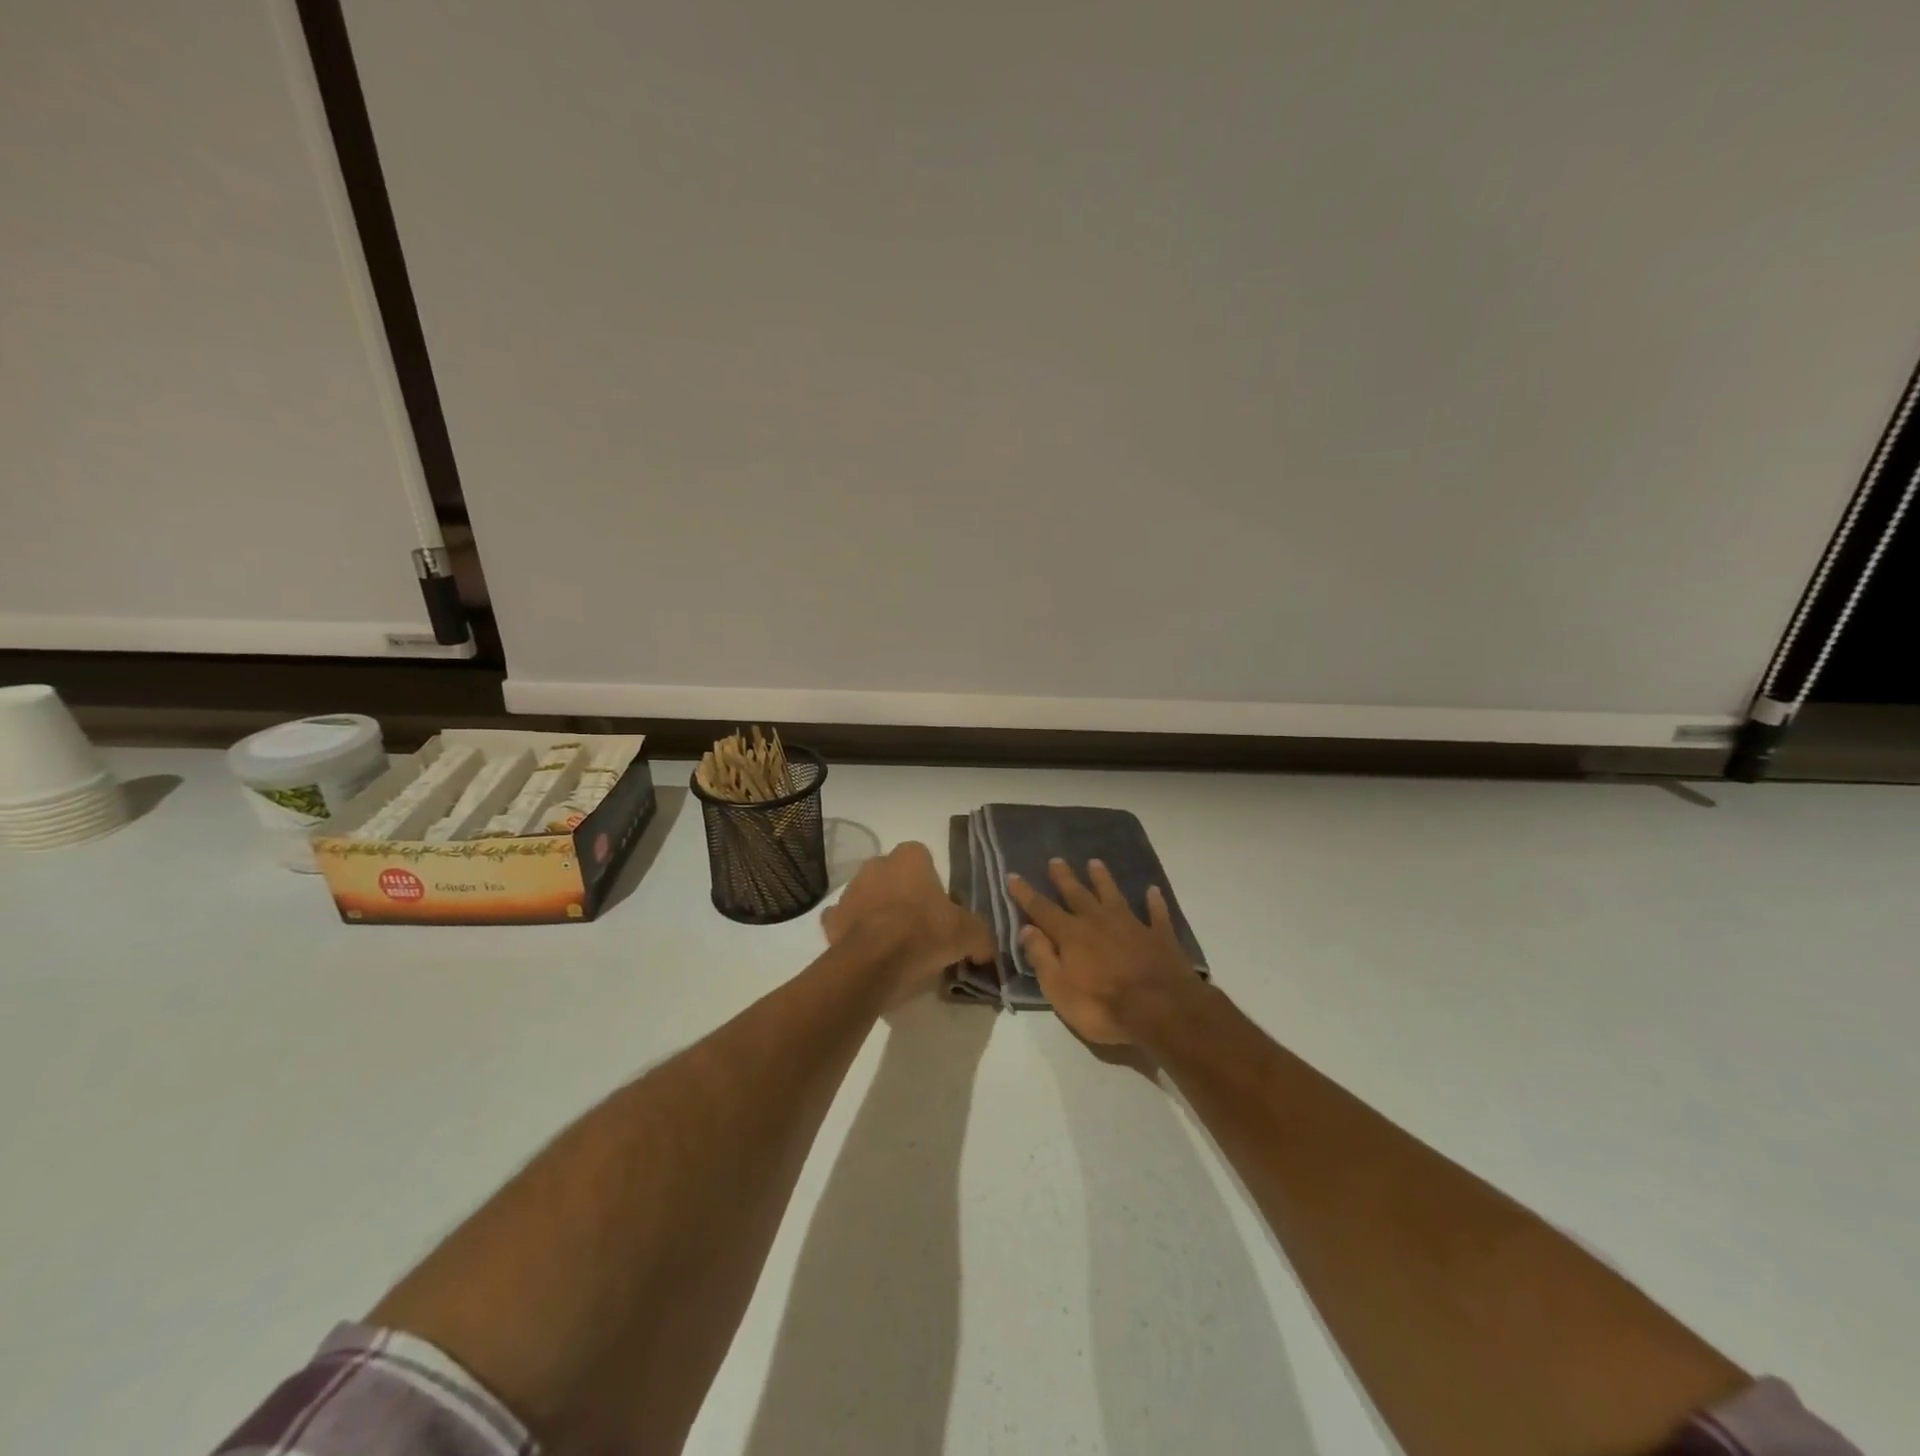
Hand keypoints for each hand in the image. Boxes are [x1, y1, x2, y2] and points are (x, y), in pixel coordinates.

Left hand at [823, 841, 995, 997]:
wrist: (876, 960)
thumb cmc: (925, 933)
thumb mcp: (969, 933)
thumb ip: (981, 936)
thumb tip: (986, 949)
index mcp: (909, 857)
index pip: (922, 857)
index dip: (932, 881)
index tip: (940, 906)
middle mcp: (876, 865)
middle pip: (893, 875)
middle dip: (903, 893)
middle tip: (919, 926)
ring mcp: (850, 891)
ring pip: (868, 896)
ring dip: (877, 911)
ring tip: (894, 943)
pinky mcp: (832, 919)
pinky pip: (844, 920)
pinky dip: (853, 931)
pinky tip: (867, 950)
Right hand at [1006, 858, 1201, 1044]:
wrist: (1161, 1009)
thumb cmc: (1102, 1006)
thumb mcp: (1059, 990)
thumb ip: (1042, 958)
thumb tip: (1027, 929)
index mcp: (1071, 935)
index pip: (1042, 909)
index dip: (1025, 893)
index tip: (1013, 875)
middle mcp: (1098, 922)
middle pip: (1077, 894)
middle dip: (1064, 878)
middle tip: (1056, 860)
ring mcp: (1131, 925)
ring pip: (1113, 895)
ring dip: (1103, 879)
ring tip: (1095, 862)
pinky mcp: (1159, 936)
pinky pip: (1155, 914)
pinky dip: (1153, 902)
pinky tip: (1152, 891)